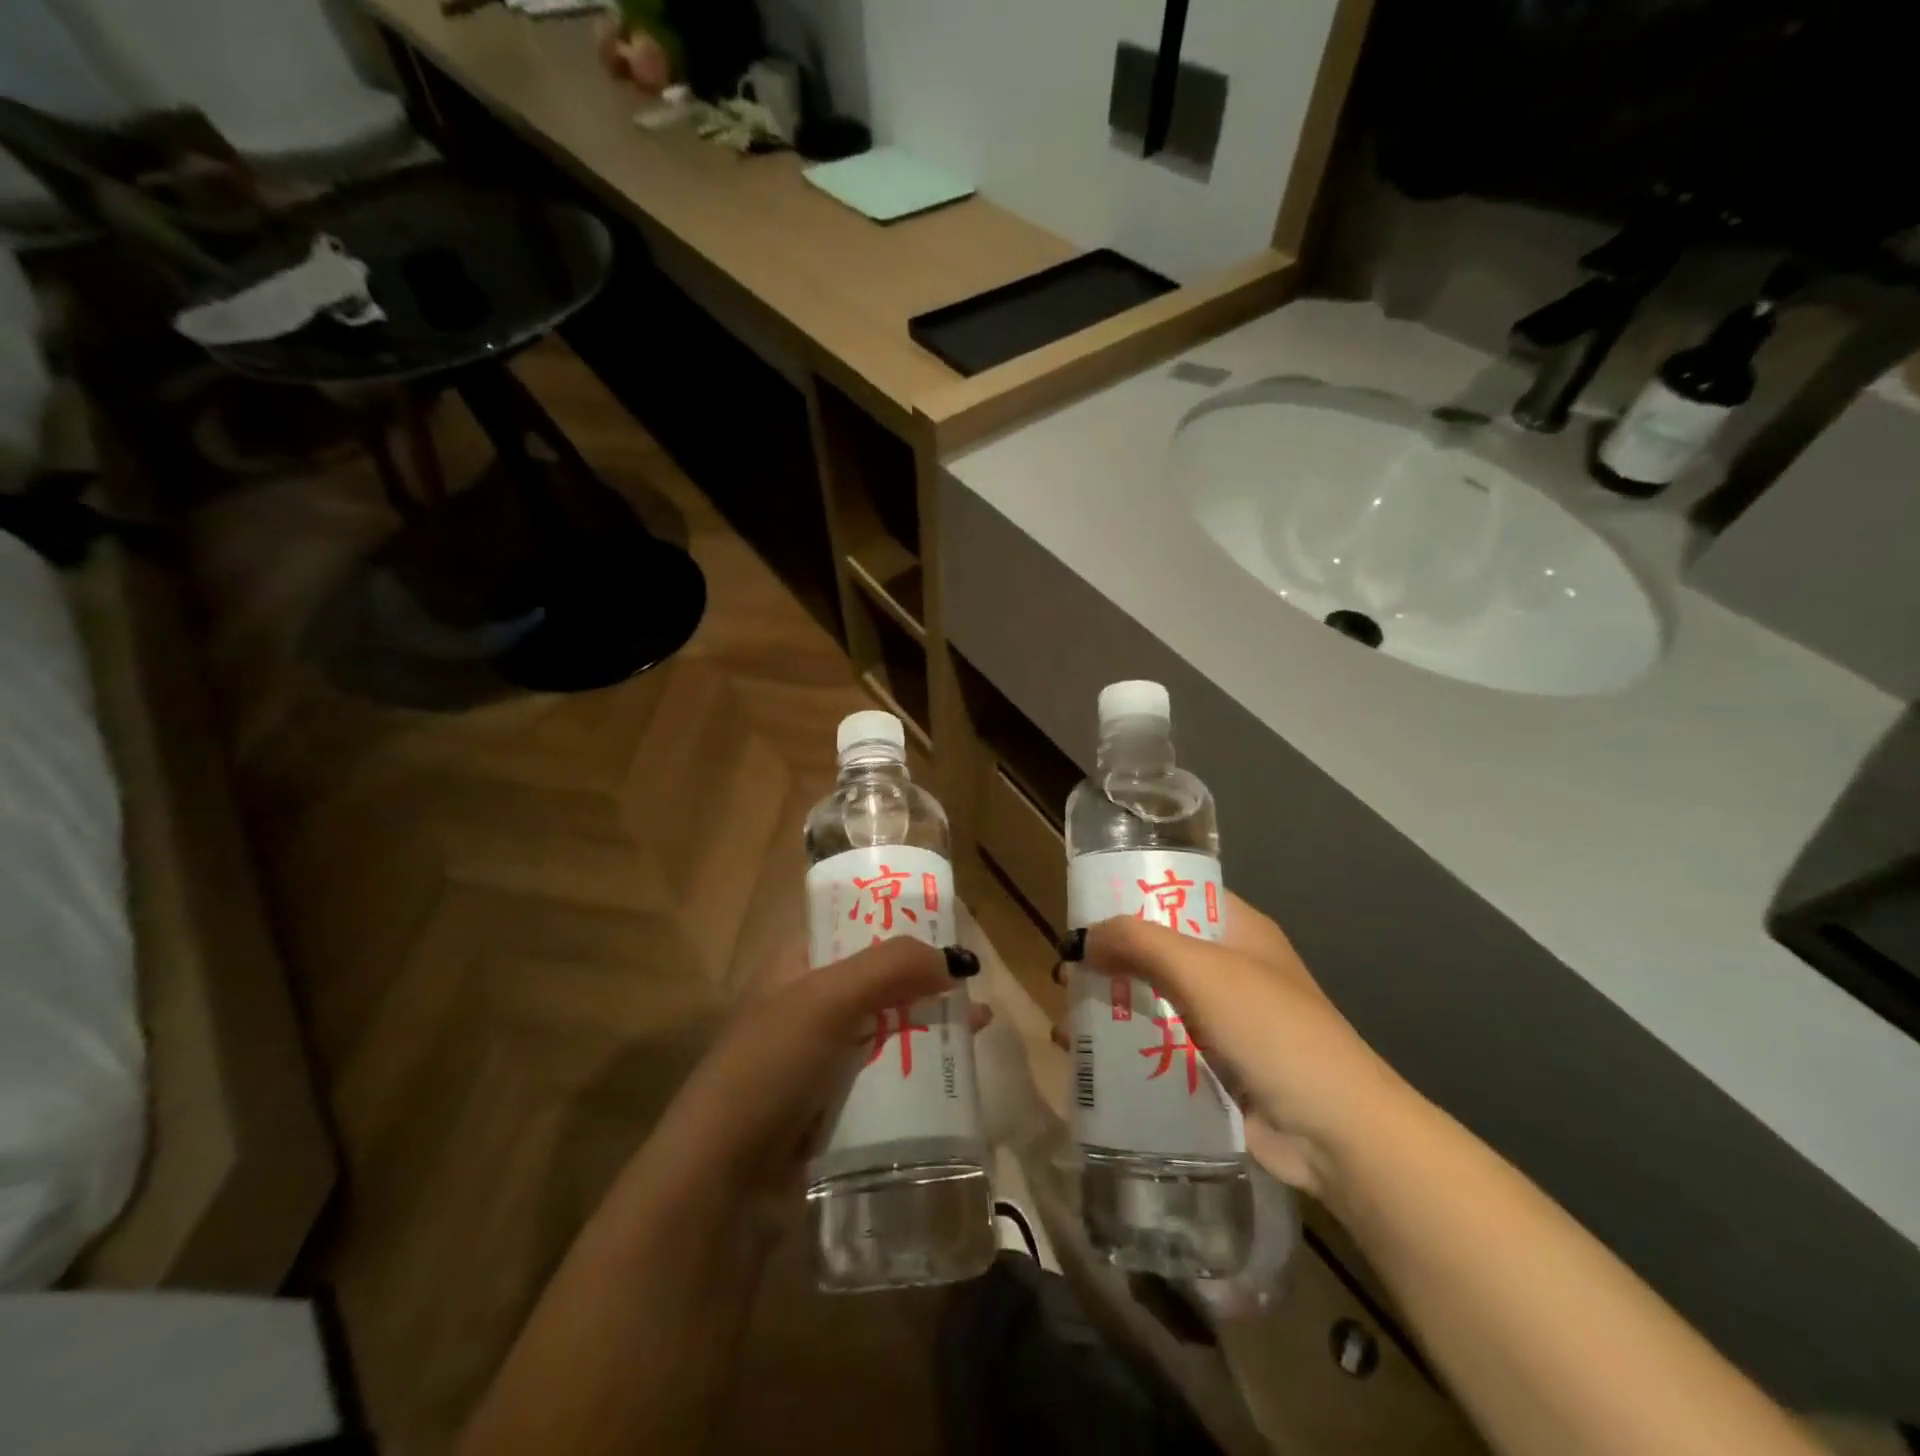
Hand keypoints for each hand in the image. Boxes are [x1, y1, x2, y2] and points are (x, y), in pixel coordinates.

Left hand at [643, 938, 987, 1202]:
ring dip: (931, 1022)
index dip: (897, 919)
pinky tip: (958, 1071)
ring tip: (980, 1022)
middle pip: (879, 977)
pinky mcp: (837, 1102)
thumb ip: (891, 968)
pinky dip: (921, 1067)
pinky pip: (888, 1073)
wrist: (722, 1183)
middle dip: (925, 976)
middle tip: (972, 978)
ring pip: (889, 1026)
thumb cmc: (769, 1069)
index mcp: (796, 965)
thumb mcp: (827, 1001)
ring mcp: (823, 1055)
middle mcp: (810, 1003)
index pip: (852, 925)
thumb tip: (956, 960)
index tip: (946, 924)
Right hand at [1065, 893, 1409, 1198]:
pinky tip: (1090, 1063)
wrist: (1337, 1133)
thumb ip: (1140, 942)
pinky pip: (1161, 1046)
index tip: (1083, 910)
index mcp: (1238, 930)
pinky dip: (1129, 1050)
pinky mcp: (1216, 1067)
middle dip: (1111, 960)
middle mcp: (1230, 969)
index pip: (1178, 894)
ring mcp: (1224, 1020)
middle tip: (1063, 975)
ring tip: (1066, 1025)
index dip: (1132, 895)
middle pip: (1158, 950)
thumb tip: (1084, 938)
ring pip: (1155, 1001)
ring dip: (1114, 1009)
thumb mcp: (1203, 971)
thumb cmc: (1272, 1030)